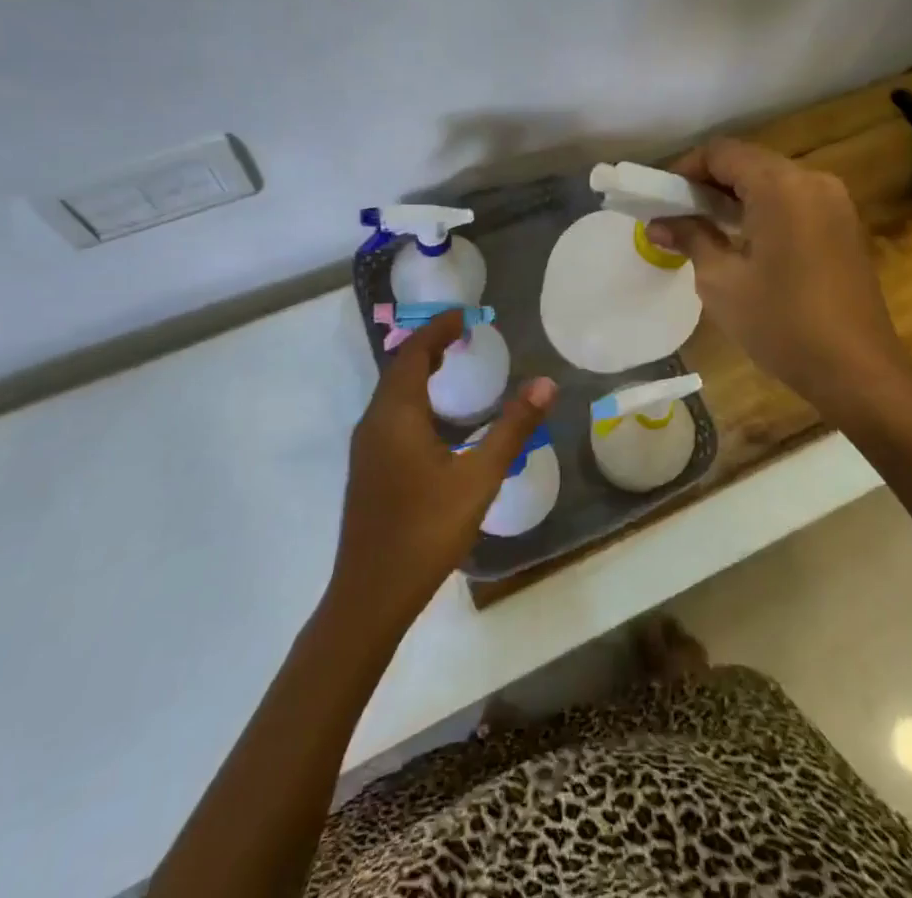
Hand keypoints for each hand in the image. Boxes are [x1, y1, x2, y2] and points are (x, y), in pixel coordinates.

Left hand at [327, 310, 556, 634]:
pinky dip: (413, 398)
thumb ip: (513, 428)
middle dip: (429, 346)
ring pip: (391, 393)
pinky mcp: (366, 469)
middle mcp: (374, 422)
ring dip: (419, 372)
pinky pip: (389, 414)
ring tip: (451, 365)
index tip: (466, 315)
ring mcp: (365, 447)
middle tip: (463, 335)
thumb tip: (546, 384)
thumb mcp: (479, 477)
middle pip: (399, 368)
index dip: (439, 329)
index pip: (415, 353)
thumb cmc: (426, 530)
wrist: (370, 595)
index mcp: (396, 414)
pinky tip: (436, 422)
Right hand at [647, 139, 911, 428]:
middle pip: (749, 162)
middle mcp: (812, 180)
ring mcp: (835, 202)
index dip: (685, 168)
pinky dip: (764, 209)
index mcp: (780, 186)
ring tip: (706, 229)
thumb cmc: (781, 323)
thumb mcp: (721, 281)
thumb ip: (690, 238)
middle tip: (678, 215)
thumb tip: (657, 224)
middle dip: (709, 183)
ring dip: (736, 197)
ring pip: (773, 181)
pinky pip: (795, 201)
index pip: (722, 152)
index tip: (661, 199)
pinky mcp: (845, 225)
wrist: (857, 370)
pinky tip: (746, 243)